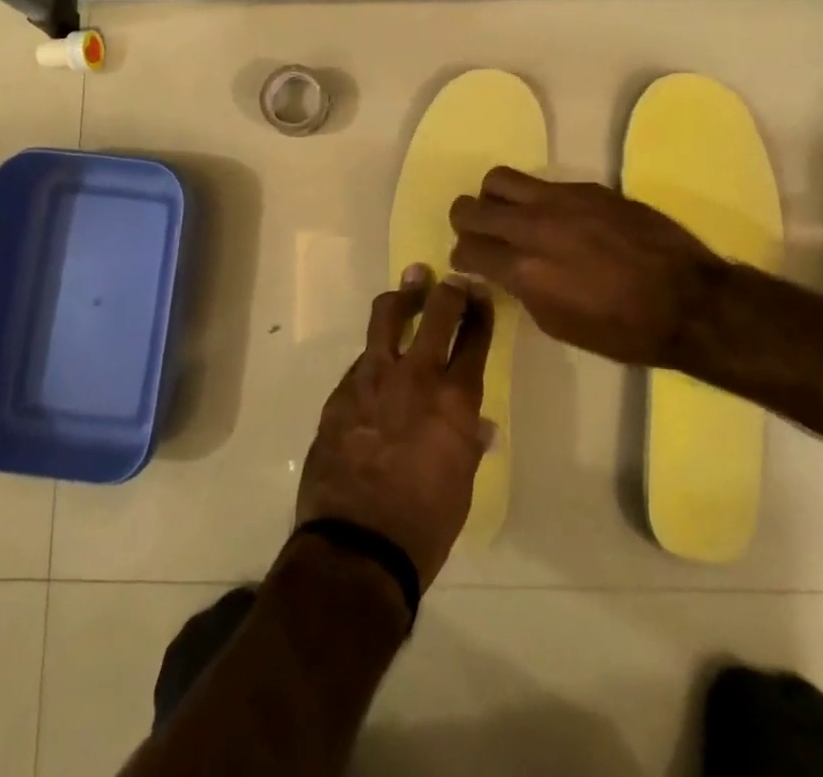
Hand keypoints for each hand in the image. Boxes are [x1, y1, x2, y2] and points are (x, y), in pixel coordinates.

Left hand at [295, 266, 493, 588]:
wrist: (357, 544)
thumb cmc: (424, 523)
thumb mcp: (461, 483)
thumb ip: (468, 441)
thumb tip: (479, 425)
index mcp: (455, 399)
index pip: (474, 337)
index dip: (480, 309)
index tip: (480, 292)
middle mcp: (416, 375)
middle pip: (436, 312)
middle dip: (447, 289)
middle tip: (451, 279)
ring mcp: (373, 377)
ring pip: (388, 316)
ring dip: (403, 297)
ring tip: (410, 284)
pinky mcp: (342, 389)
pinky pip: (363, 357)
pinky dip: (376, 351)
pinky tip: (379, 360)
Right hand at [449, 167, 730, 364]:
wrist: (690, 301)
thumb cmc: (624, 330)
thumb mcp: (559, 325)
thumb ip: (523, 290)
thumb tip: (505, 272)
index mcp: (526, 269)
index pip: (467, 248)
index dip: (462, 258)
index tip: (470, 264)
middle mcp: (534, 226)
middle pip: (471, 206)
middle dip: (465, 222)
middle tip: (477, 235)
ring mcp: (561, 200)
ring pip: (499, 179)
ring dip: (494, 199)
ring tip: (509, 216)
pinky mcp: (588, 187)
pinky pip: (543, 183)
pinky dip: (536, 200)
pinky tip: (557, 220)